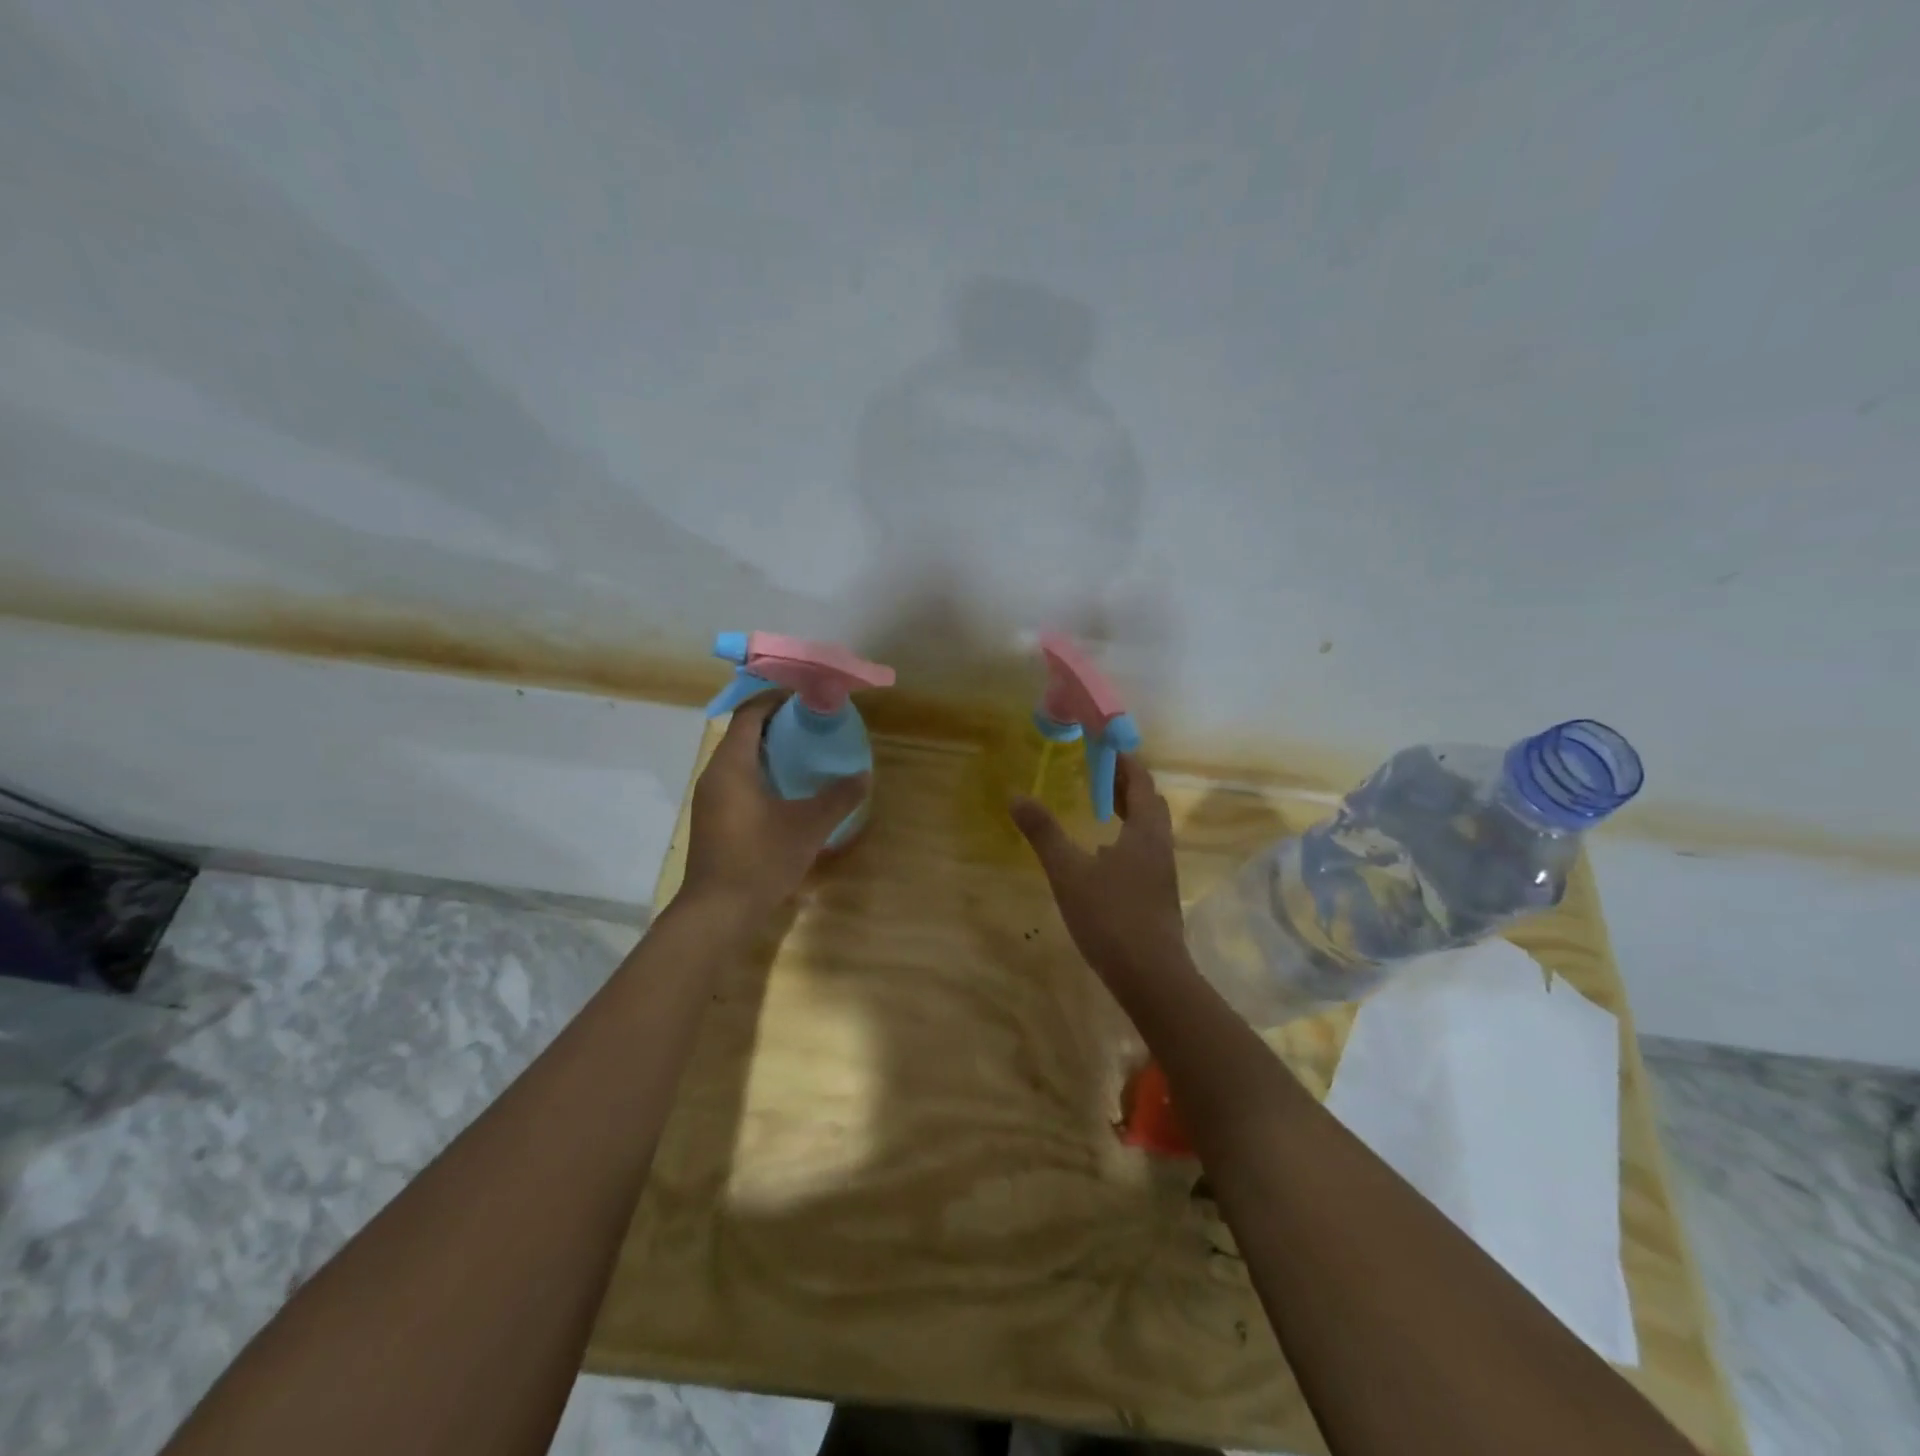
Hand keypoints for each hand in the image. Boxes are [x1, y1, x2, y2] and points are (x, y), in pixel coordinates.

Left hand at [680, 695, 868, 917]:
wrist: (718, 911)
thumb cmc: (761, 859)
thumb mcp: (809, 826)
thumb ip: (838, 798)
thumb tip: (863, 776)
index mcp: (732, 764)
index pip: (749, 714)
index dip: (776, 699)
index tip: (806, 697)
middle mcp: (714, 774)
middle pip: (742, 733)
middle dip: (776, 723)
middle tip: (812, 725)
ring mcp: (710, 799)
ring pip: (738, 759)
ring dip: (768, 750)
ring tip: (804, 754)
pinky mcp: (713, 820)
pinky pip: (736, 781)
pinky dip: (760, 773)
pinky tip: (786, 791)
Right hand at [1012, 754, 1187, 984]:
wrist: (1151, 977)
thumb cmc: (1111, 917)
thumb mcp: (1069, 872)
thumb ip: (1044, 833)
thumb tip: (1016, 796)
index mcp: (1145, 831)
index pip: (1141, 782)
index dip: (1124, 761)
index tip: (1103, 745)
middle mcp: (1159, 846)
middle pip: (1149, 804)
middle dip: (1126, 784)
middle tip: (1097, 772)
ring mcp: (1161, 873)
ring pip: (1148, 830)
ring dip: (1128, 812)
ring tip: (1100, 807)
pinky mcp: (1157, 896)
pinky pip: (1143, 852)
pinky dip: (1126, 839)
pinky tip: (1102, 856)